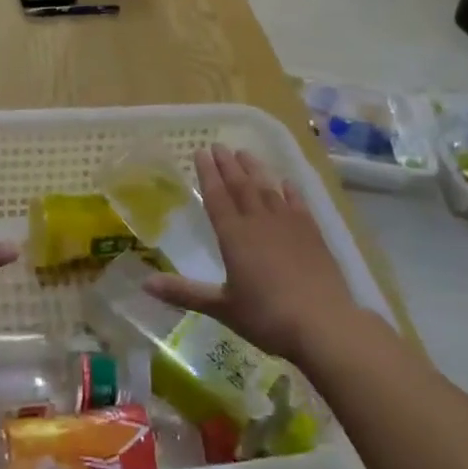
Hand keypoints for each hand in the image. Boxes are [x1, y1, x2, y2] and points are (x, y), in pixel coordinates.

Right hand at [143, 146, 357, 362]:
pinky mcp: (312, 233)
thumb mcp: (222, 308)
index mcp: (234, 236)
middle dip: (227, 164)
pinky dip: (289, 189)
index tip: (200, 152)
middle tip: (218, 145)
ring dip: (255, 169)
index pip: (216, 196)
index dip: (207, 173)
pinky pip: (297, 202)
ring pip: (267, 188)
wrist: (323, 323)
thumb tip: (144, 284)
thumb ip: (184, 293)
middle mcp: (259, 221)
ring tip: (245, 153)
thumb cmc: (267, 317)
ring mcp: (288, 224)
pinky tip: (285, 181)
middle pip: (240, 185)